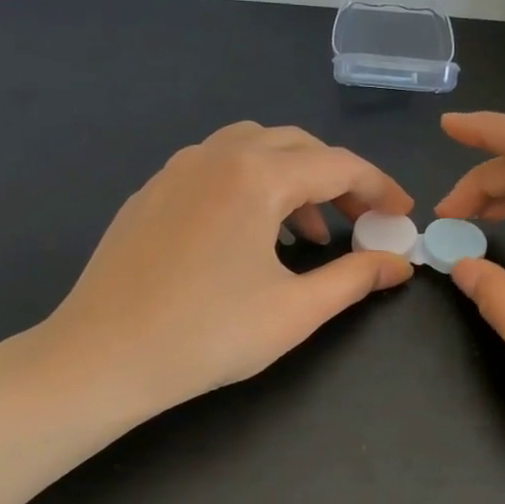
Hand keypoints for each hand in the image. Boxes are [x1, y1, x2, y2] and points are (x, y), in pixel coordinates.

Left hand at [33, 122, 414, 415]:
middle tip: (361, 223)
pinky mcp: (151, 192)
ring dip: (293, 181)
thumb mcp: (295, 310)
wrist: (101, 357)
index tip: (403, 216)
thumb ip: (355, 278)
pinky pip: (216, 169)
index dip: (379, 188)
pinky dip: (251, 187)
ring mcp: (176, 170)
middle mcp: (216, 155)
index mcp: (256, 175)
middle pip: (297, 146)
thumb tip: (399, 263)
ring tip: (309, 235)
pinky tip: (251, 236)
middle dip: (338, 180)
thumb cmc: (207, 334)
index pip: (338, 165)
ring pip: (253, 150)